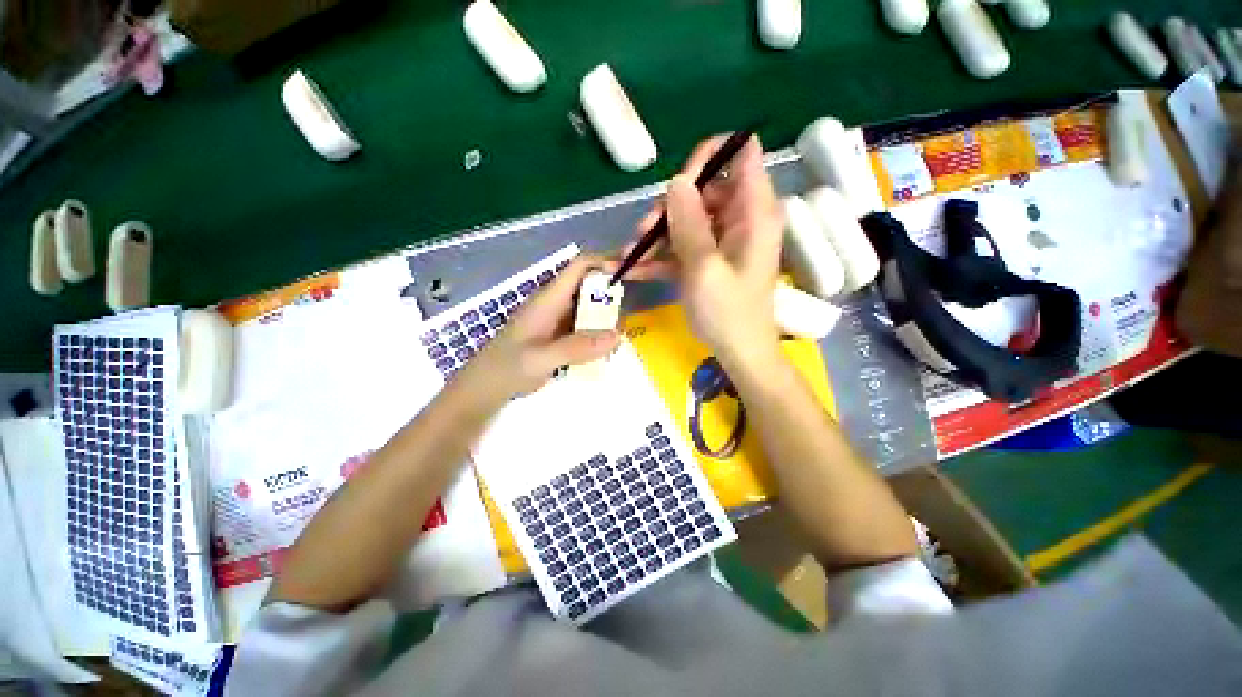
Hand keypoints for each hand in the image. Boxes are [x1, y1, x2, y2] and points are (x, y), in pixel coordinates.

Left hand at [456, 256, 620, 404]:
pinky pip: (585, 326)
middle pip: (588, 285)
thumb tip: (618, 336)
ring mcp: (557, 320)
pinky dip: (599, 331)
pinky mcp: (559, 335)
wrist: (485, 388)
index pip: (579, 267)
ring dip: (607, 314)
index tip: (630, 273)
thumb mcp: (541, 358)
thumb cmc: (507, 368)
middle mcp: (556, 304)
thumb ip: (577, 347)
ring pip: (588, 307)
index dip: (604, 262)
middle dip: (611, 291)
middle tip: (635, 308)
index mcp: (549, 299)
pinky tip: (610, 345)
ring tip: (627, 329)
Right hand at [611, 135, 784, 365]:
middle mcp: (740, 219)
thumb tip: (677, 181)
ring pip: (686, 219)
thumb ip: (689, 223)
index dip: (708, 157)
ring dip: (656, 234)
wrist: (738, 352)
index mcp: (753, 212)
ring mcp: (722, 241)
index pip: (741, 154)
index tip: (678, 184)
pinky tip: (631, 268)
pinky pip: (682, 246)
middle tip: (643, 231)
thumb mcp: (704, 268)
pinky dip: (659, 256)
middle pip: (703, 190)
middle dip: (670, 207)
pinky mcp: (707, 259)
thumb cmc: (728, 313)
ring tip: (630, 253)